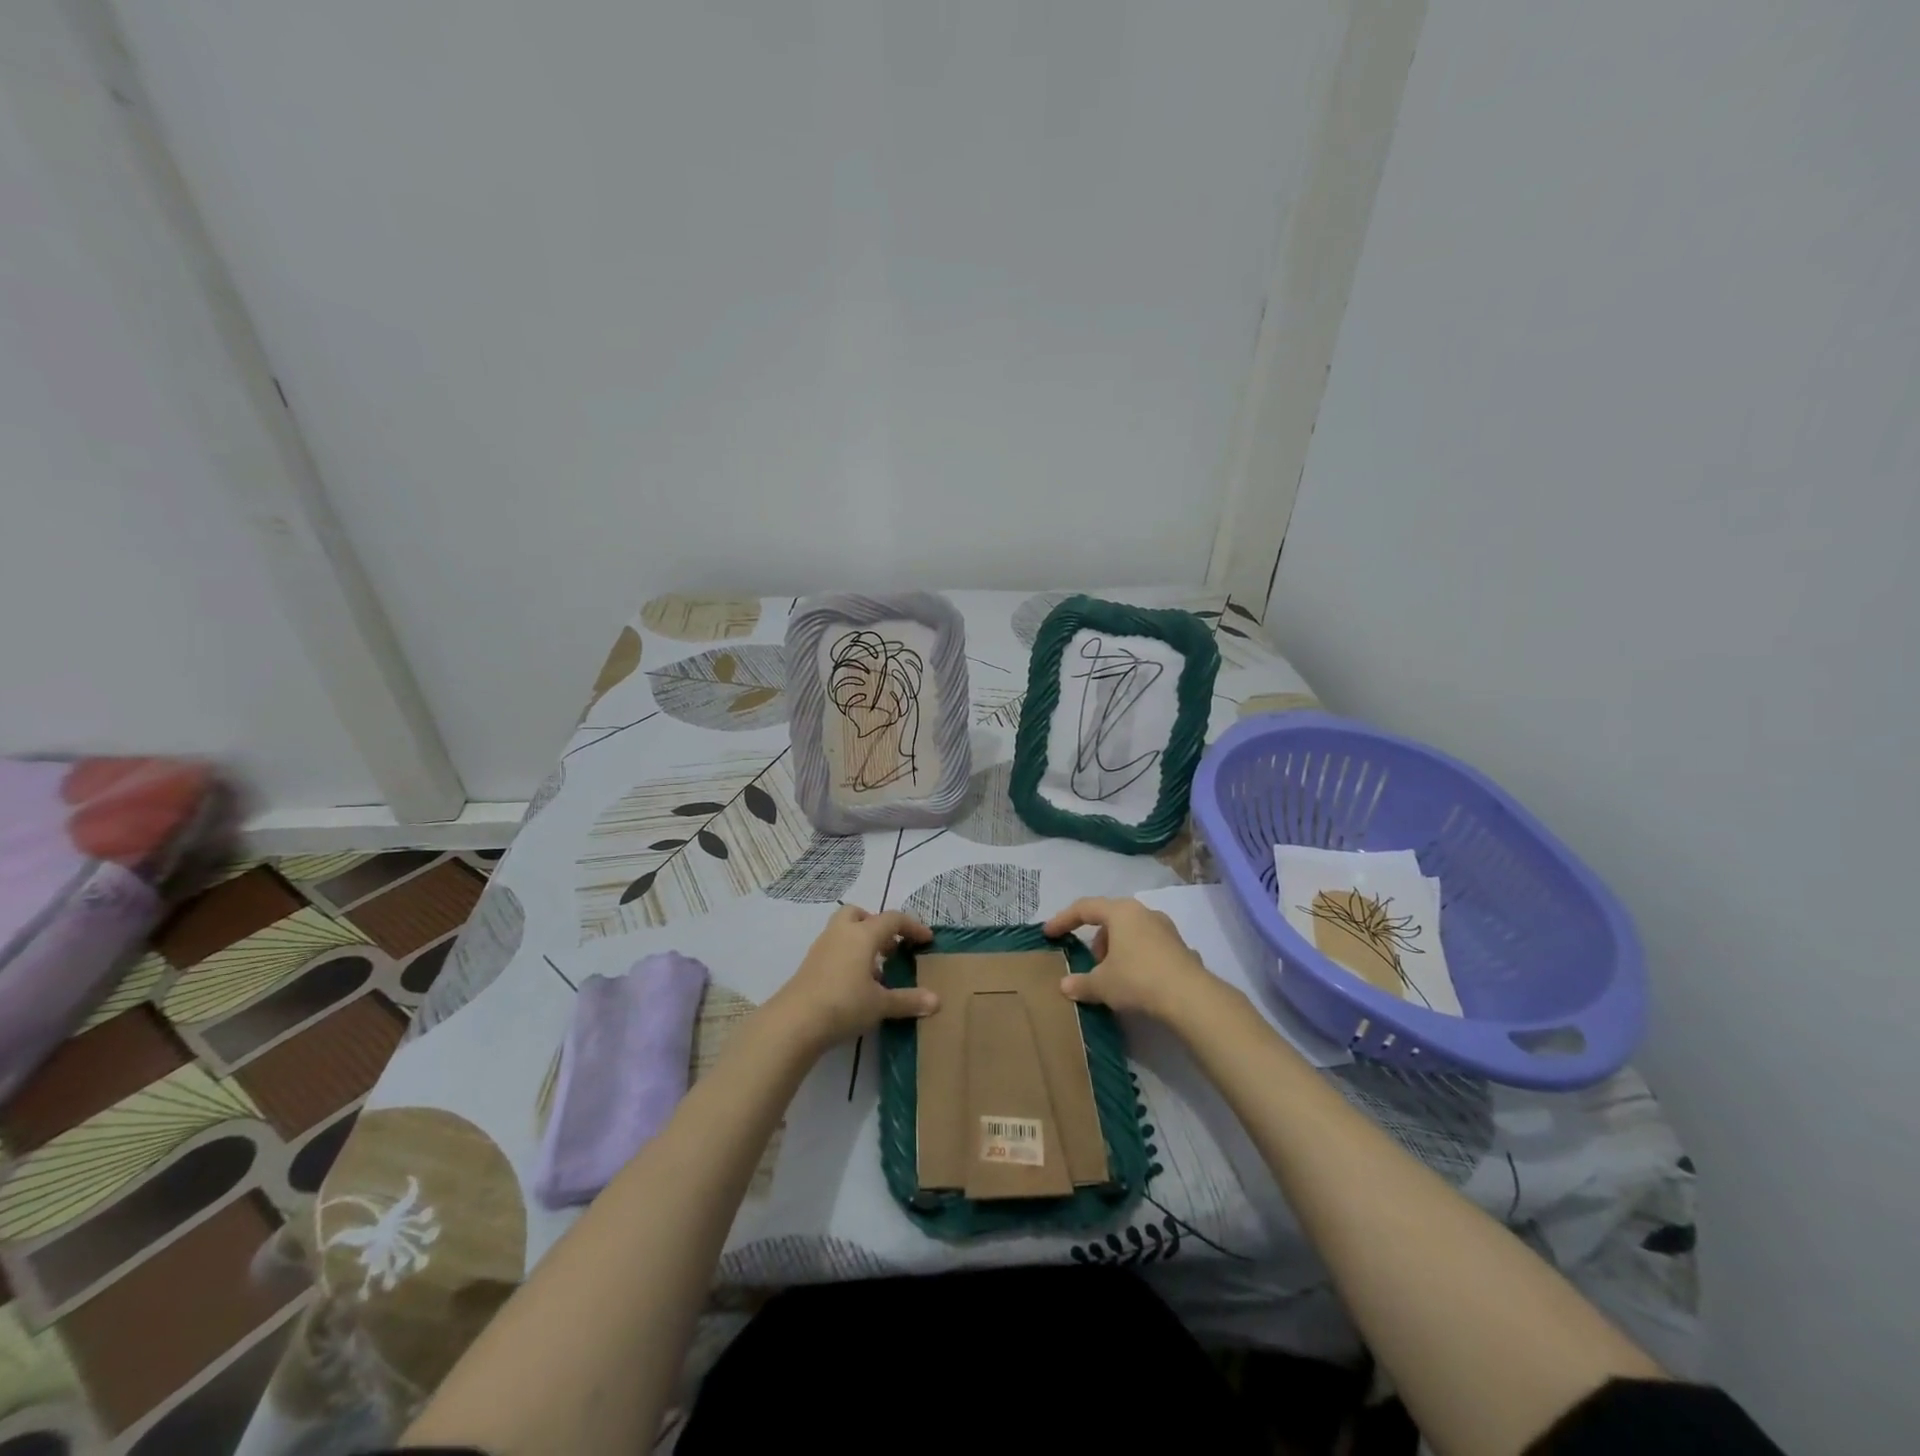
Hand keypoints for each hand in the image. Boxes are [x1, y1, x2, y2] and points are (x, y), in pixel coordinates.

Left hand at [766, 905, 936, 1051]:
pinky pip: (835, 948)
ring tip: (876, 971)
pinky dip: (848, 956)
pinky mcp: (810, 963)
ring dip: (862, 942)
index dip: (912, 927)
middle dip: (878, 926)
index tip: (926, 940)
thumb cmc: (844, 1004)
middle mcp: (842, 933)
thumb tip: (936, 1001)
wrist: (795, 1022)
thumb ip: (908, 1000)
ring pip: (844, 930)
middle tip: (891, 947)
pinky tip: (855, 983)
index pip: (893, 919)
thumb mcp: (881, 1004)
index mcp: (863, 934)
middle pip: (861, 914)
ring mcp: (822, 946)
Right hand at [1042, 896, 1222, 1020]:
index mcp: (1120, 912)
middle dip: (1096, 939)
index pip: (1084, 908)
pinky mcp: (1181, 947)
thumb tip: (1065, 986)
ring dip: (1118, 948)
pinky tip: (1138, 982)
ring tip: (1114, 975)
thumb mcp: (1102, 984)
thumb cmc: (1138, 979)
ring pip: (1132, 931)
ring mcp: (1166, 928)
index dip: (1063, 920)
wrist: (1190, 997)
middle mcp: (1144, 912)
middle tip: (1091, 962)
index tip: (1049, 933)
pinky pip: (1150, 947)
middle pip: (1111, 918)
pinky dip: (1138, 958)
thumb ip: (1081, 983)